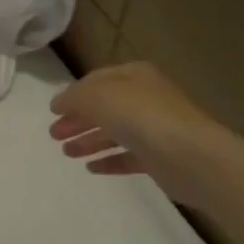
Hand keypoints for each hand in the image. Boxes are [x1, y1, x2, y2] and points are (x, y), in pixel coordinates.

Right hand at [49, 63, 211, 206]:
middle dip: (78, 120)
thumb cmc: (141, 116)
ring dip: (89, 141)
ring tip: (67, 153)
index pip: (97, 80)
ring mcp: (154, 129)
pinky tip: (91, 168)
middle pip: (104, 107)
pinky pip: (128, 157)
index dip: (73, 94)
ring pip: (114, 132)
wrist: (190, 156)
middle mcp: (146, 98)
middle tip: (54, 135)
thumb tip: (59, 103)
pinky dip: (109, 160)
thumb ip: (74, 97)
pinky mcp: (159, 158)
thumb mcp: (98, 96)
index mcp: (134, 75)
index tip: (53, 112)